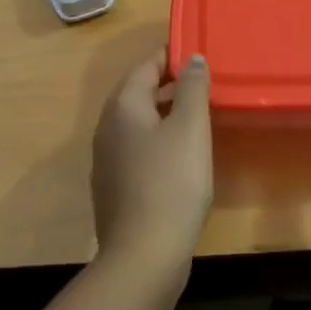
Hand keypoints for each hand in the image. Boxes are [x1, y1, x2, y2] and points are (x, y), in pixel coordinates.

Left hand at [91, 49, 212, 269]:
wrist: (143, 257)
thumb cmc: (171, 183)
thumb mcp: (190, 127)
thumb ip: (192, 87)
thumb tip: (192, 58)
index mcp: (123, 107)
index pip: (145, 65)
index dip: (171, 55)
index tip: (198, 52)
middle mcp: (107, 127)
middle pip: (138, 92)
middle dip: (169, 83)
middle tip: (203, 81)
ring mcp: (107, 160)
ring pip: (138, 122)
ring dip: (165, 112)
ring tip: (198, 114)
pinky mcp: (114, 187)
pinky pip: (137, 148)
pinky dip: (158, 140)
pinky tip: (181, 155)